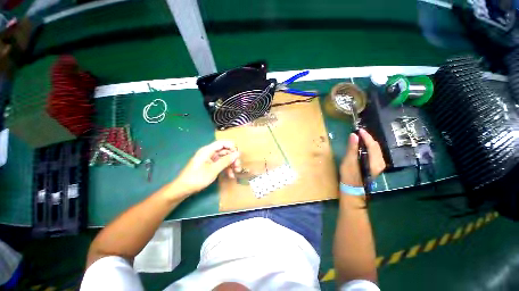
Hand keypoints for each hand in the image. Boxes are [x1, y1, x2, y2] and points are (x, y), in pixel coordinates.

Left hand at [173, 141, 241, 193]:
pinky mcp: (210, 165)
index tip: (239, 154)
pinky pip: (221, 164)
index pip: (222, 143)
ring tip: (236, 172)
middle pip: (224, 151)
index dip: (231, 146)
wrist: (183, 189)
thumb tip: (237, 153)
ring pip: (224, 158)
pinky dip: (226, 168)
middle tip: (238, 166)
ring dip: (231, 164)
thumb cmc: (197, 178)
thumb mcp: (214, 169)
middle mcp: (209, 153)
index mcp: (207, 150)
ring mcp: (210, 159)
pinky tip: (230, 175)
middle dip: (232, 158)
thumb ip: (226, 161)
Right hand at [340, 129, 385, 186]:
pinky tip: (363, 147)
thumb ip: (352, 148)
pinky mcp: (376, 167)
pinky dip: (369, 148)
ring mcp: (379, 166)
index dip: (366, 136)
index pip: (372, 145)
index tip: (359, 130)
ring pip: (376, 150)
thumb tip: (354, 135)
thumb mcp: (349, 162)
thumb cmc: (349, 176)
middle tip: (359, 133)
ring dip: (369, 143)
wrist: (353, 190)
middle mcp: (380, 163)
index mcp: (374, 161)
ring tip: (360, 138)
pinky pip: (374, 154)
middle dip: (368, 138)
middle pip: (376, 147)